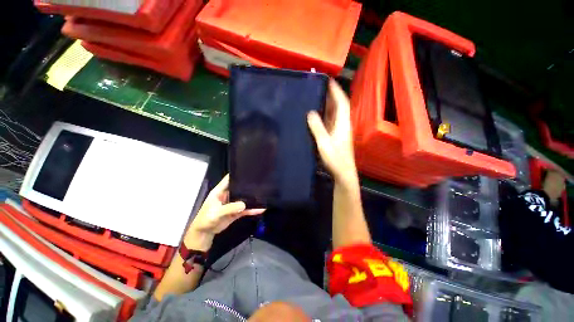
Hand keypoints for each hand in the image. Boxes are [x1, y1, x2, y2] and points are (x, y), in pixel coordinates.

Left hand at [185, 175, 264, 249]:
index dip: (237, 174)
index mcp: (220, 191)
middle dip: (248, 185)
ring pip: (244, 198)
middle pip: (239, 187)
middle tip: (261, 182)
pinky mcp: (236, 211)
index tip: (248, 170)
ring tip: (264, 194)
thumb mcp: (216, 213)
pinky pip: (246, 209)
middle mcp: (228, 195)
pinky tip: (261, 209)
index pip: (229, 179)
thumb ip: (230, 208)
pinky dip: (252, 209)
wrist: (205, 233)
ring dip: (252, 198)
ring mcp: (233, 203)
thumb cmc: (206, 219)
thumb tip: (244, 205)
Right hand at [307, 80, 357, 183]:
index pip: (342, 102)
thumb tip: (310, 112)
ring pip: (334, 114)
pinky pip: (330, 121)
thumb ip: (317, 128)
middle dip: (330, 95)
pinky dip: (324, 115)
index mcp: (343, 123)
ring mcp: (339, 131)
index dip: (336, 90)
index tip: (328, 80)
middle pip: (338, 106)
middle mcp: (342, 124)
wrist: (343, 173)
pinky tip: (316, 114)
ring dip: (327, 104)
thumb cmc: (335, 159)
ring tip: (315, 97)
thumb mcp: (324, 143)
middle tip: (318, 87)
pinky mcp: (335, 136)